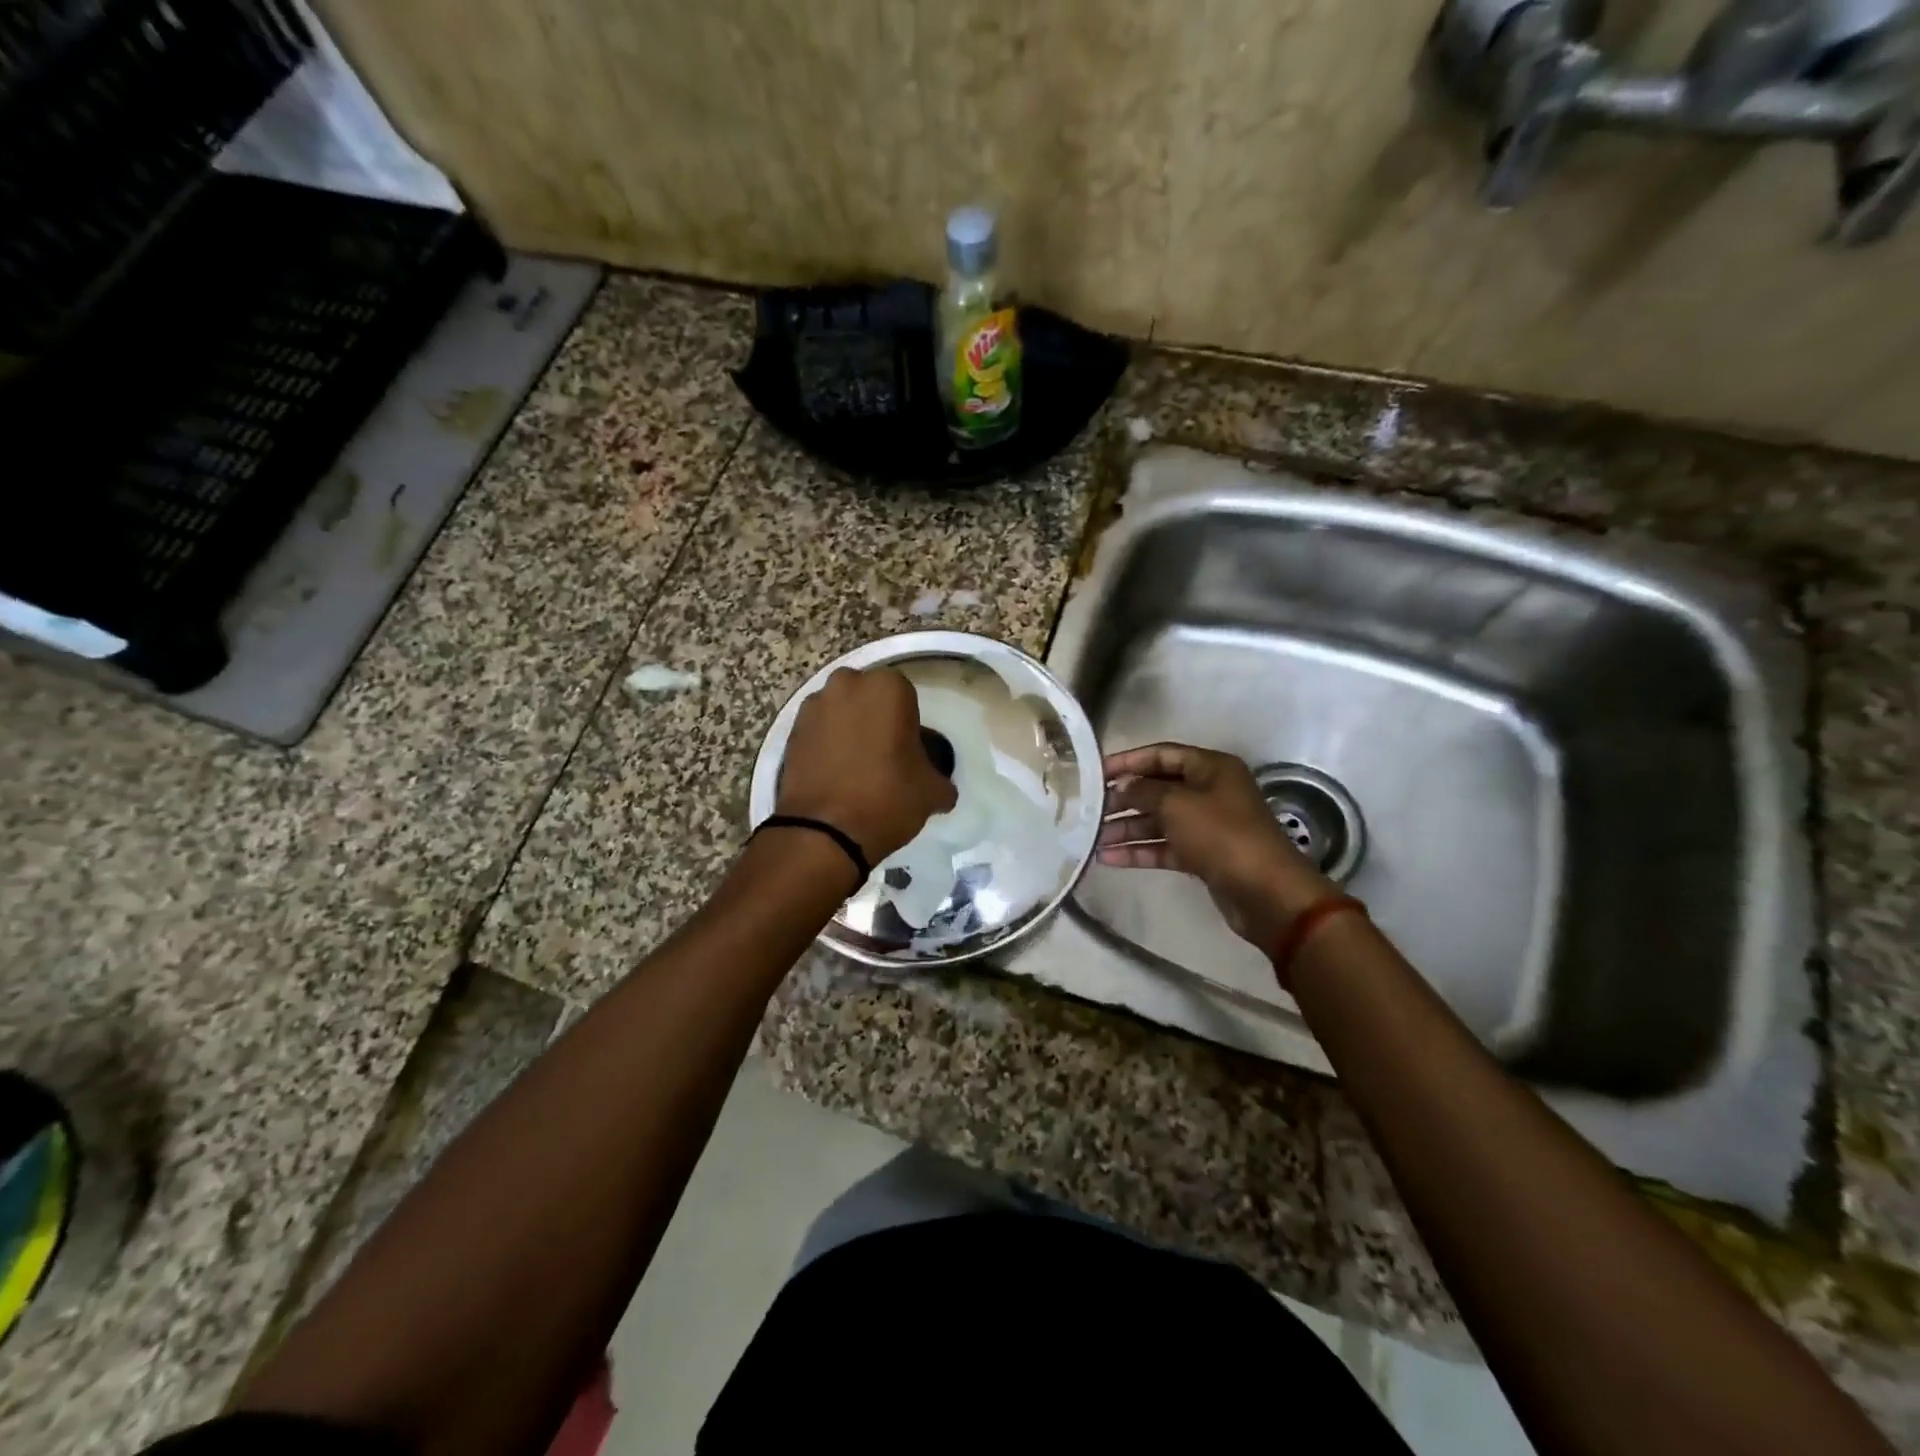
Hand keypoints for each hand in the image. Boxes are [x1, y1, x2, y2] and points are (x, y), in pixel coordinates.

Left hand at [775, 667, 957, 865]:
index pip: (906, 697)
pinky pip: (818, 732)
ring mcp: (814, 706)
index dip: (909, 726)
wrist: (823, 832)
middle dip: (876, 719)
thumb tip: (941, 787)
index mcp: (887, 687)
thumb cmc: (887, 798)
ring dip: (848, 730)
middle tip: (885, 756)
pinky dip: (826, 746)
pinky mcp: (790, 731)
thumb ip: (940, 779)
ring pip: (840, 712)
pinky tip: (835, 776)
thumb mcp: (932, 791)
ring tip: (857, 768)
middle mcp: (847, 685)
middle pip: (869, 698)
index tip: (909, 753)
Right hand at [1098, 743, 1337, 952]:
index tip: (1096, 772)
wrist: (1265, 892)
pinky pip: (1165, 847)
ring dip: (1127, 828)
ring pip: (1159, 821)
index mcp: (1211, 768)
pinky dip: (1139, 851)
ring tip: (1092, 838)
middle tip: (1090, 809)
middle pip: (1158, 789)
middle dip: (1124, 799)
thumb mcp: (1177, 805)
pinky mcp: (1203, 856)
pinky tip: (1109, 859)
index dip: (1128, 761)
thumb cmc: (1222, 835)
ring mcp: (1207, 826)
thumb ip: (1143, 792)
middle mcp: (1210, 792)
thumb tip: (1122, 786)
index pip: (1162, 755)